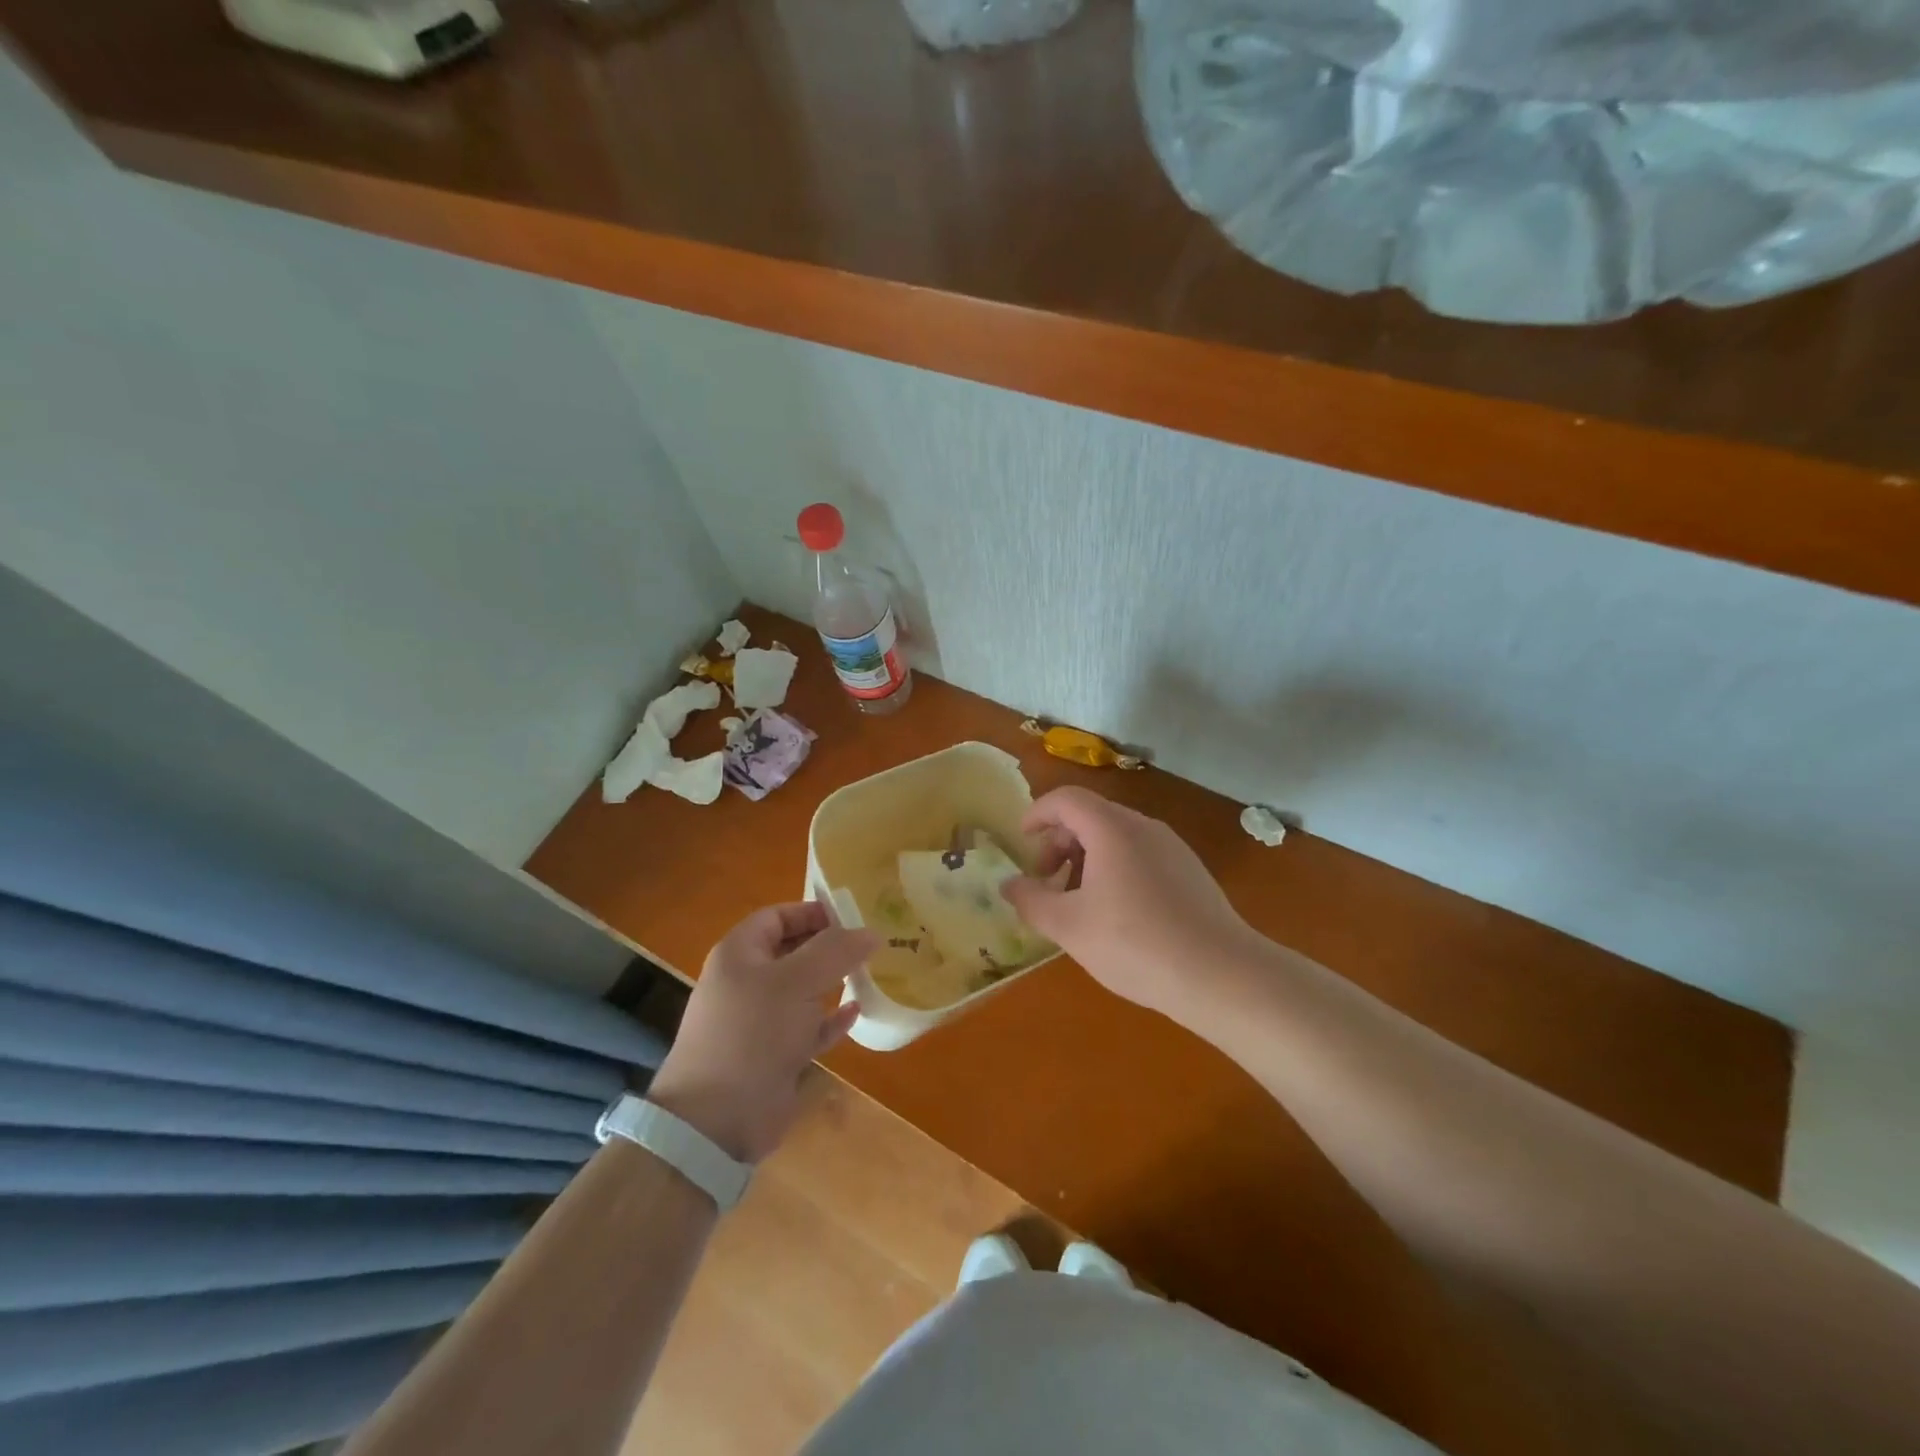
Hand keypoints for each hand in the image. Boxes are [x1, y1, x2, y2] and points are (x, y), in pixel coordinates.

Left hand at [646, 903, 876, 1163]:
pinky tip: (856, 1013)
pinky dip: (831, 1020)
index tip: (852, 916)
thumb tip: (871, 932)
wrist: (716, 1121)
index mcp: (740, 954)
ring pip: (803, 991)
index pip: (777, 917)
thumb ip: (836, 951)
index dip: (812, 912)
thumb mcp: (797, 981)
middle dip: (830, 947)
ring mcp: (760, 1022)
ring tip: (871, 973)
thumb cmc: (753, 1033)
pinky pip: (808, 1028)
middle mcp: (747, 982)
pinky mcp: (774, 1056)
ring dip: (834, 982)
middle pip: (793, 952)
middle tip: (870, 944)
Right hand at [1002, 787, 1259, 1021]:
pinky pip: (1140, 855)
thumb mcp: (1069, 927)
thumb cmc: (1134, 943)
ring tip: (1077, 902)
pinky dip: (1114, 869)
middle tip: (1046, 881)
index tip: (1022, 842)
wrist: (1221, 975)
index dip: (1037, 814)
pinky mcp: (1190, 872)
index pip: (1066, 799)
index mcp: (1112, 828)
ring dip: (1086, 858)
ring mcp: (1172, 848)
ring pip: (1117, 837)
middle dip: (1059, 842)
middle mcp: (1144, 827)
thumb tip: (1008, 885)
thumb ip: (1031, 901)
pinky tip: (1116, 915)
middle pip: (1091, 816)